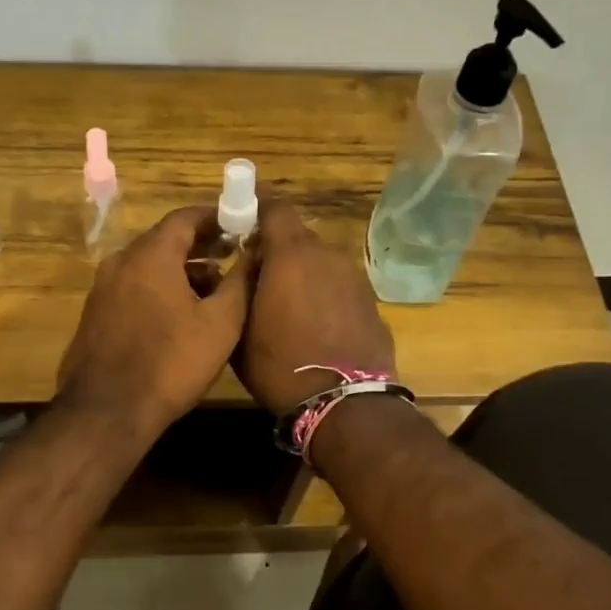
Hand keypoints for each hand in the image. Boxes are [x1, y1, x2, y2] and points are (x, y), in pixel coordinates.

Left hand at [57, 206, 252, 433]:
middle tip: (231, 256)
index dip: (215, 218)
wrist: (107, 411)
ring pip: (148, 266)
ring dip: (180, 271)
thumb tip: (254, 253)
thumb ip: (240, 282)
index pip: (184, 217)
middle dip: (200, 245)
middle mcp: (121, 262)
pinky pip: (134, 288)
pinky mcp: (95, 315)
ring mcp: (103, 289)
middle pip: (164, 241)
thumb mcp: (220, 323)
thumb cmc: (171, 362)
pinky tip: (180, 316)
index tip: (239, 226)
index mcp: (150, 255)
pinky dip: (159, 289)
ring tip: (213, 291)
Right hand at [235, 200, 395, 415]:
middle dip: (277, 250)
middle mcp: (326, 255)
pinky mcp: (370, 301)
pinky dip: (323, 294)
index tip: (241, 226)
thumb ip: (241, 287)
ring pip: (319, 262)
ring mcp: (353, 277)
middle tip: (258, 276)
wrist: (344, 401)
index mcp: (291, 254)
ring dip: (302, 274)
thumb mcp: (240, 329)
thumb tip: (247, 266)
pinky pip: (338, 286)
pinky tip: (313, 325)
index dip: (256, 211)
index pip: (275, 207)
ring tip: (285, 307)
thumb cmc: (280, 365)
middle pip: (298, 237)